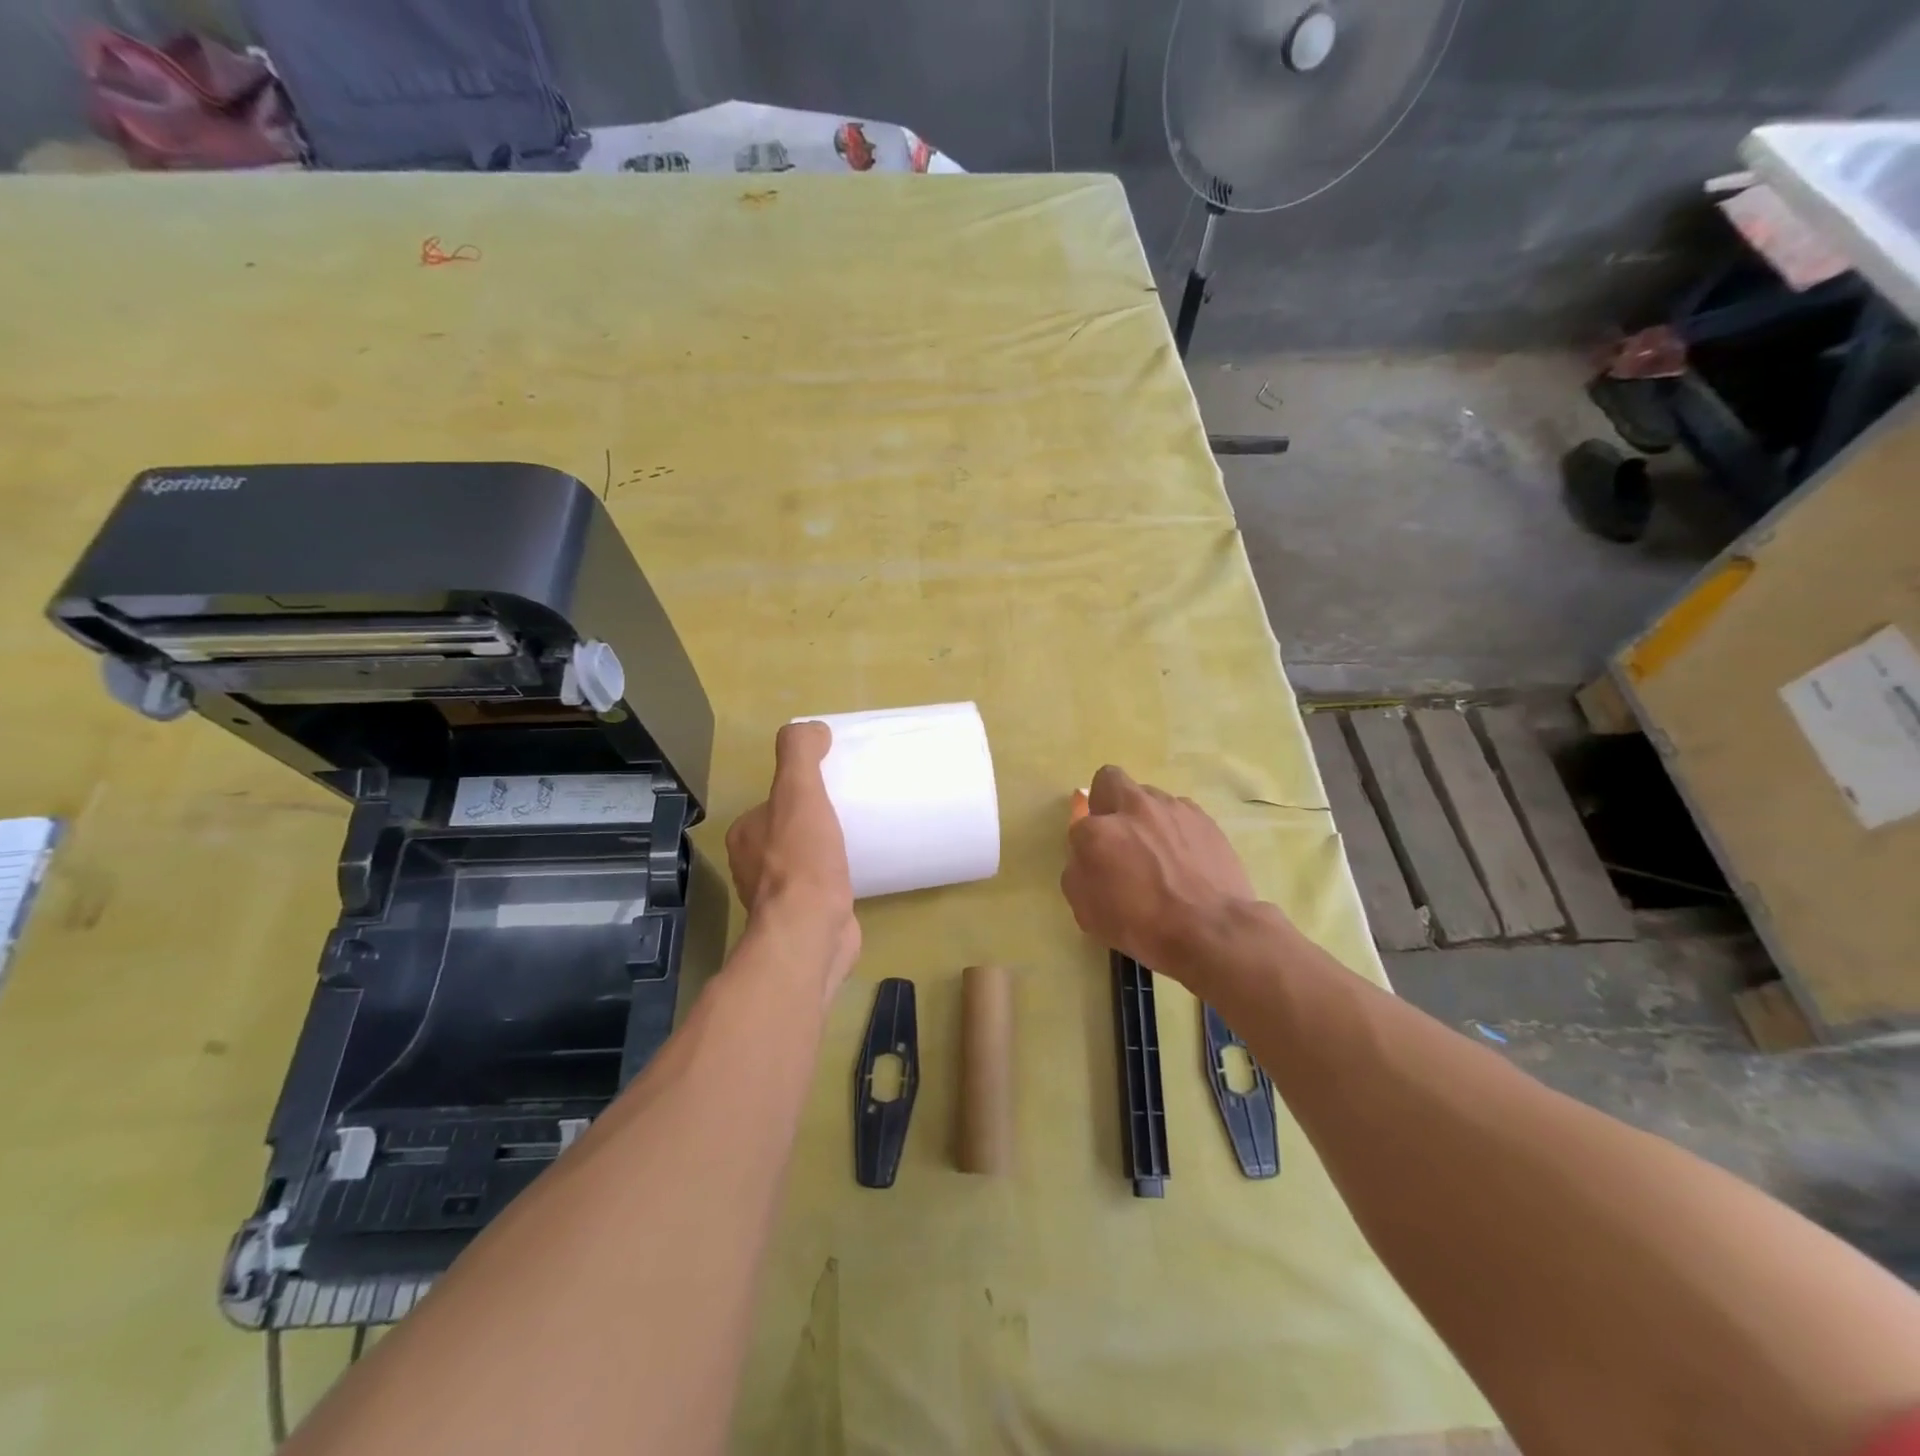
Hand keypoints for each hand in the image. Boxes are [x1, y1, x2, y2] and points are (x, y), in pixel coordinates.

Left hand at [726, 721, 860, 990]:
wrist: (810, 932)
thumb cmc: (802, 861)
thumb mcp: (799, 793)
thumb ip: (799, 755)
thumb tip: (812, 729)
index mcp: (746, 835)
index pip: (773, 804)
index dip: (800, 793)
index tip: (832, 788)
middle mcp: (753, 866)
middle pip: (788, 832)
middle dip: (814, 823)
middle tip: (851, 811)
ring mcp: (777, 897)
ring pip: (803, 862)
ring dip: (824, 853)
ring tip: (858, 840)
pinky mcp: (802, 919)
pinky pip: (819, 889)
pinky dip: (834, 880)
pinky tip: (857, 875)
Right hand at [1061, 765, 1260, 977]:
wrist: (1212, 932)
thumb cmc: (1143, 928)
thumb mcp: (1088, 912)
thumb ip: (1078, 873)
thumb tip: (1087, 856)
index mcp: (1099, 832)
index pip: (1079, 824)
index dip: (1084, 844)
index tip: (1095, 863)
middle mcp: (1134, 808)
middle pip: (1110, 780)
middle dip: (1107, 800)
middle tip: (1117, 835)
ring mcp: (1173, 809)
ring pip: (1149, 797)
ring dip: (1145, 817)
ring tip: (1158, 852)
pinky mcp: (1204, 819)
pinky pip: (1180, 813)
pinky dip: (1175, 828)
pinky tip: (1184, 858)